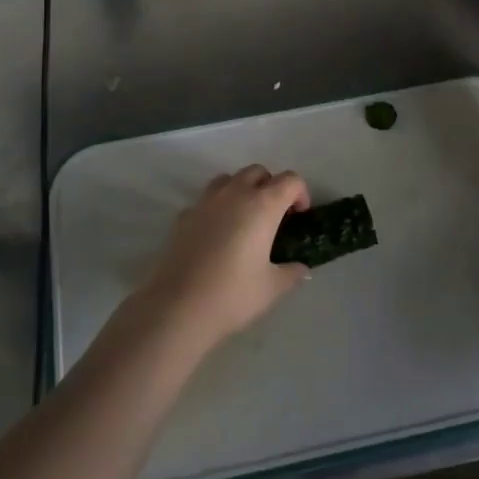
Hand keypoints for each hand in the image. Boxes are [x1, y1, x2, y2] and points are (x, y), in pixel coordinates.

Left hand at [137, 165, 311, 349]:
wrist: (177, 307)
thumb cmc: (233, 295)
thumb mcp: (273, 288)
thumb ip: (292, 272)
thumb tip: (300, 268)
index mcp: (262, 205)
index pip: (290, 180)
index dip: (300, 194)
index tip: (300, 217)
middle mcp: (234, 194)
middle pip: (258, 172)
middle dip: (271, 187)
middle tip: (275, 218)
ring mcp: (205, 202)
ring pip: (229, 179)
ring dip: (242, 190)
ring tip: (245, 221)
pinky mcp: (183, 216)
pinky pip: (206, 200)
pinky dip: (217, 209)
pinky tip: (216, 236)